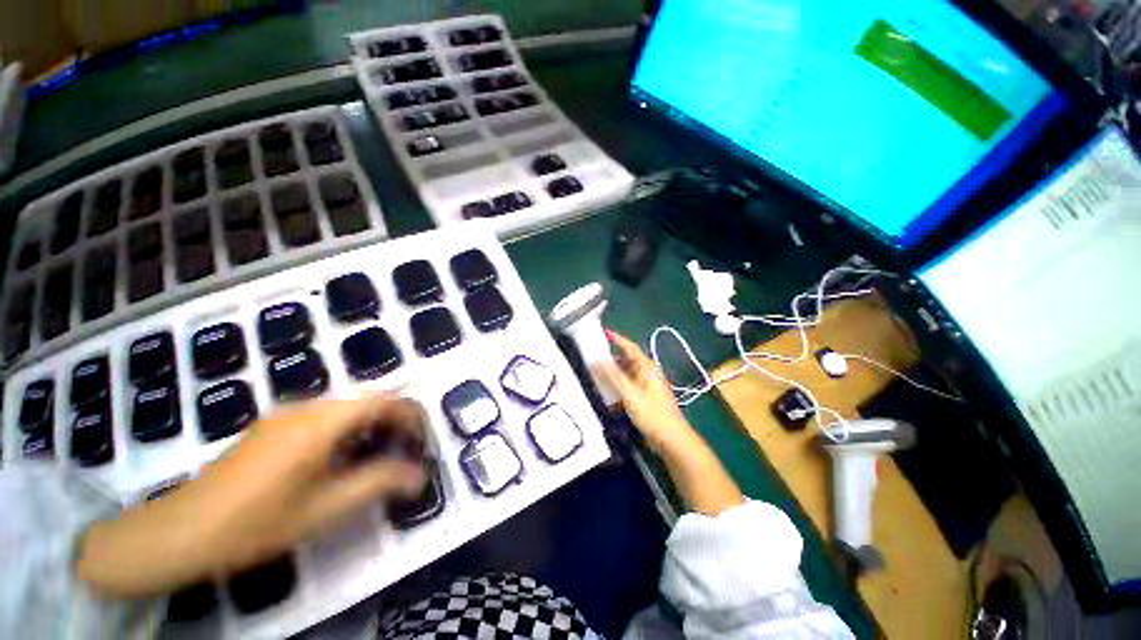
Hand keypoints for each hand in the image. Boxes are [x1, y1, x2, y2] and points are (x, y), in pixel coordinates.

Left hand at [79, 396, 426, 596]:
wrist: (179, 532)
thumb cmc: (255, 523)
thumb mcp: (324, 509)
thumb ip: (378, 484)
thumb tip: (420, 475)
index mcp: (321, 422)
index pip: (383, 399)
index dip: (410, 412)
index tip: (421, 437)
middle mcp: (306, 408)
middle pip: (365, 401)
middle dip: (391, 421)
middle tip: (402, 451)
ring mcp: (285, 415)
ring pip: (344, 409)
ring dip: (368, 426)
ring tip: (374, 457)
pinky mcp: (272, 427)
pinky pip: (322, 417)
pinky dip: (344, 430)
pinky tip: (335, 461)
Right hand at [599, 329, 695, 452]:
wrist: (672, 438)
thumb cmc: (652, 413)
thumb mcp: (630, 393)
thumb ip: (613, 376)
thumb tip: (598, 359)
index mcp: (647, 367)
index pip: (630, 347)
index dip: (617, 338)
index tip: (603, 331)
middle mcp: (648, 372)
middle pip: (627, 360)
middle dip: (611, 357)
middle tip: (593, 355)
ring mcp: (648, 385)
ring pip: (627, 373)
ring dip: (614, 372)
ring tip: (597, 372)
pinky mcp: (646, 396)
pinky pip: (629, 384)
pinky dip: (618, 384)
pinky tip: (609, 390)